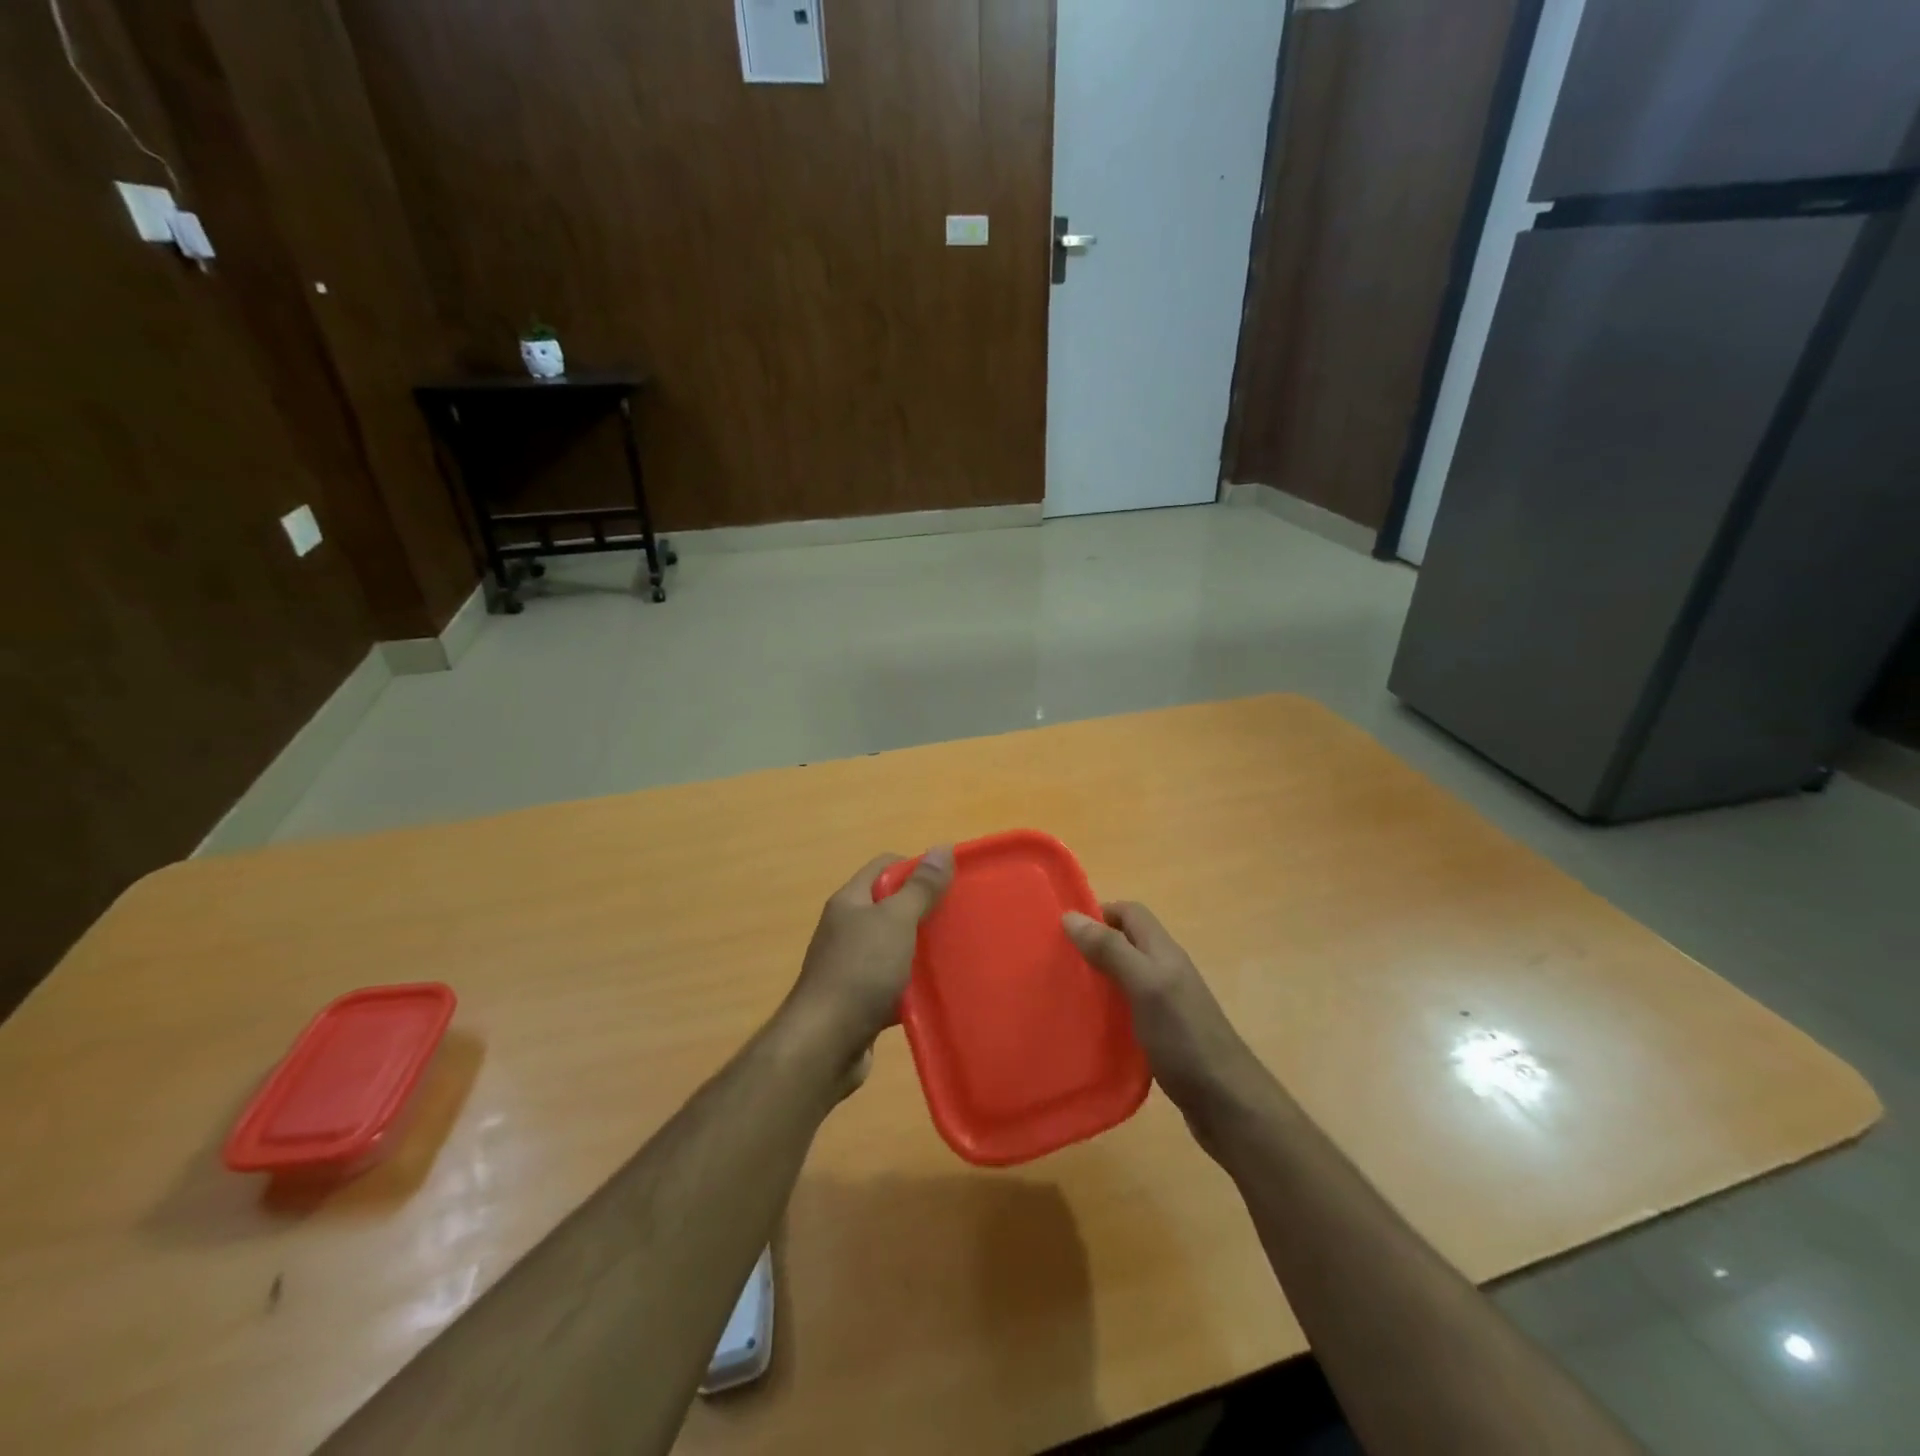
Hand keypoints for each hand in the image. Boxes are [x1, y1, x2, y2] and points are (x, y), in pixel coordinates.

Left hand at [785, 848, 954, 1074]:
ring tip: (956, 953)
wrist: (824, 1044)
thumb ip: (920, 888)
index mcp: (850, 902)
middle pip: (890, 907)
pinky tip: (937, 993)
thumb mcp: (895, 921)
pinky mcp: (859, 1001)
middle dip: (924, 909)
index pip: (884, 866)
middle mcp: (846, 929)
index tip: (950, 882)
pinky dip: (913, 986)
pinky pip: (892, 984)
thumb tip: (942, 847)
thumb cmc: (860, 971)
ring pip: (894, 947)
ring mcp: (851, 966)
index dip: (917, 867)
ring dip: (921, 950)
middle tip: (959, 917)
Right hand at [1064, 902, 1269, 1144]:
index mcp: (1163, 952)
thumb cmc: (1184, 1037)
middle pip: (1127, 944)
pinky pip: (1130, 1009)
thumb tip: (1070, 915)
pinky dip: (1109, 1011)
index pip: (1130, 913)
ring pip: (1126, 977)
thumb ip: (1111, 950)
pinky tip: (1090, 1028)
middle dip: (1093, 946)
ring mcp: (1167, 1005)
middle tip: (1058, 963)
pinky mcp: (1164, 1035)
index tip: (1063, 930)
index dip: (1099, 913)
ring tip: (1065, 993)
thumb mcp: (1145, 985)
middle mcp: (1166, 971)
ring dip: (1099, 979)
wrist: (1227, 1102)